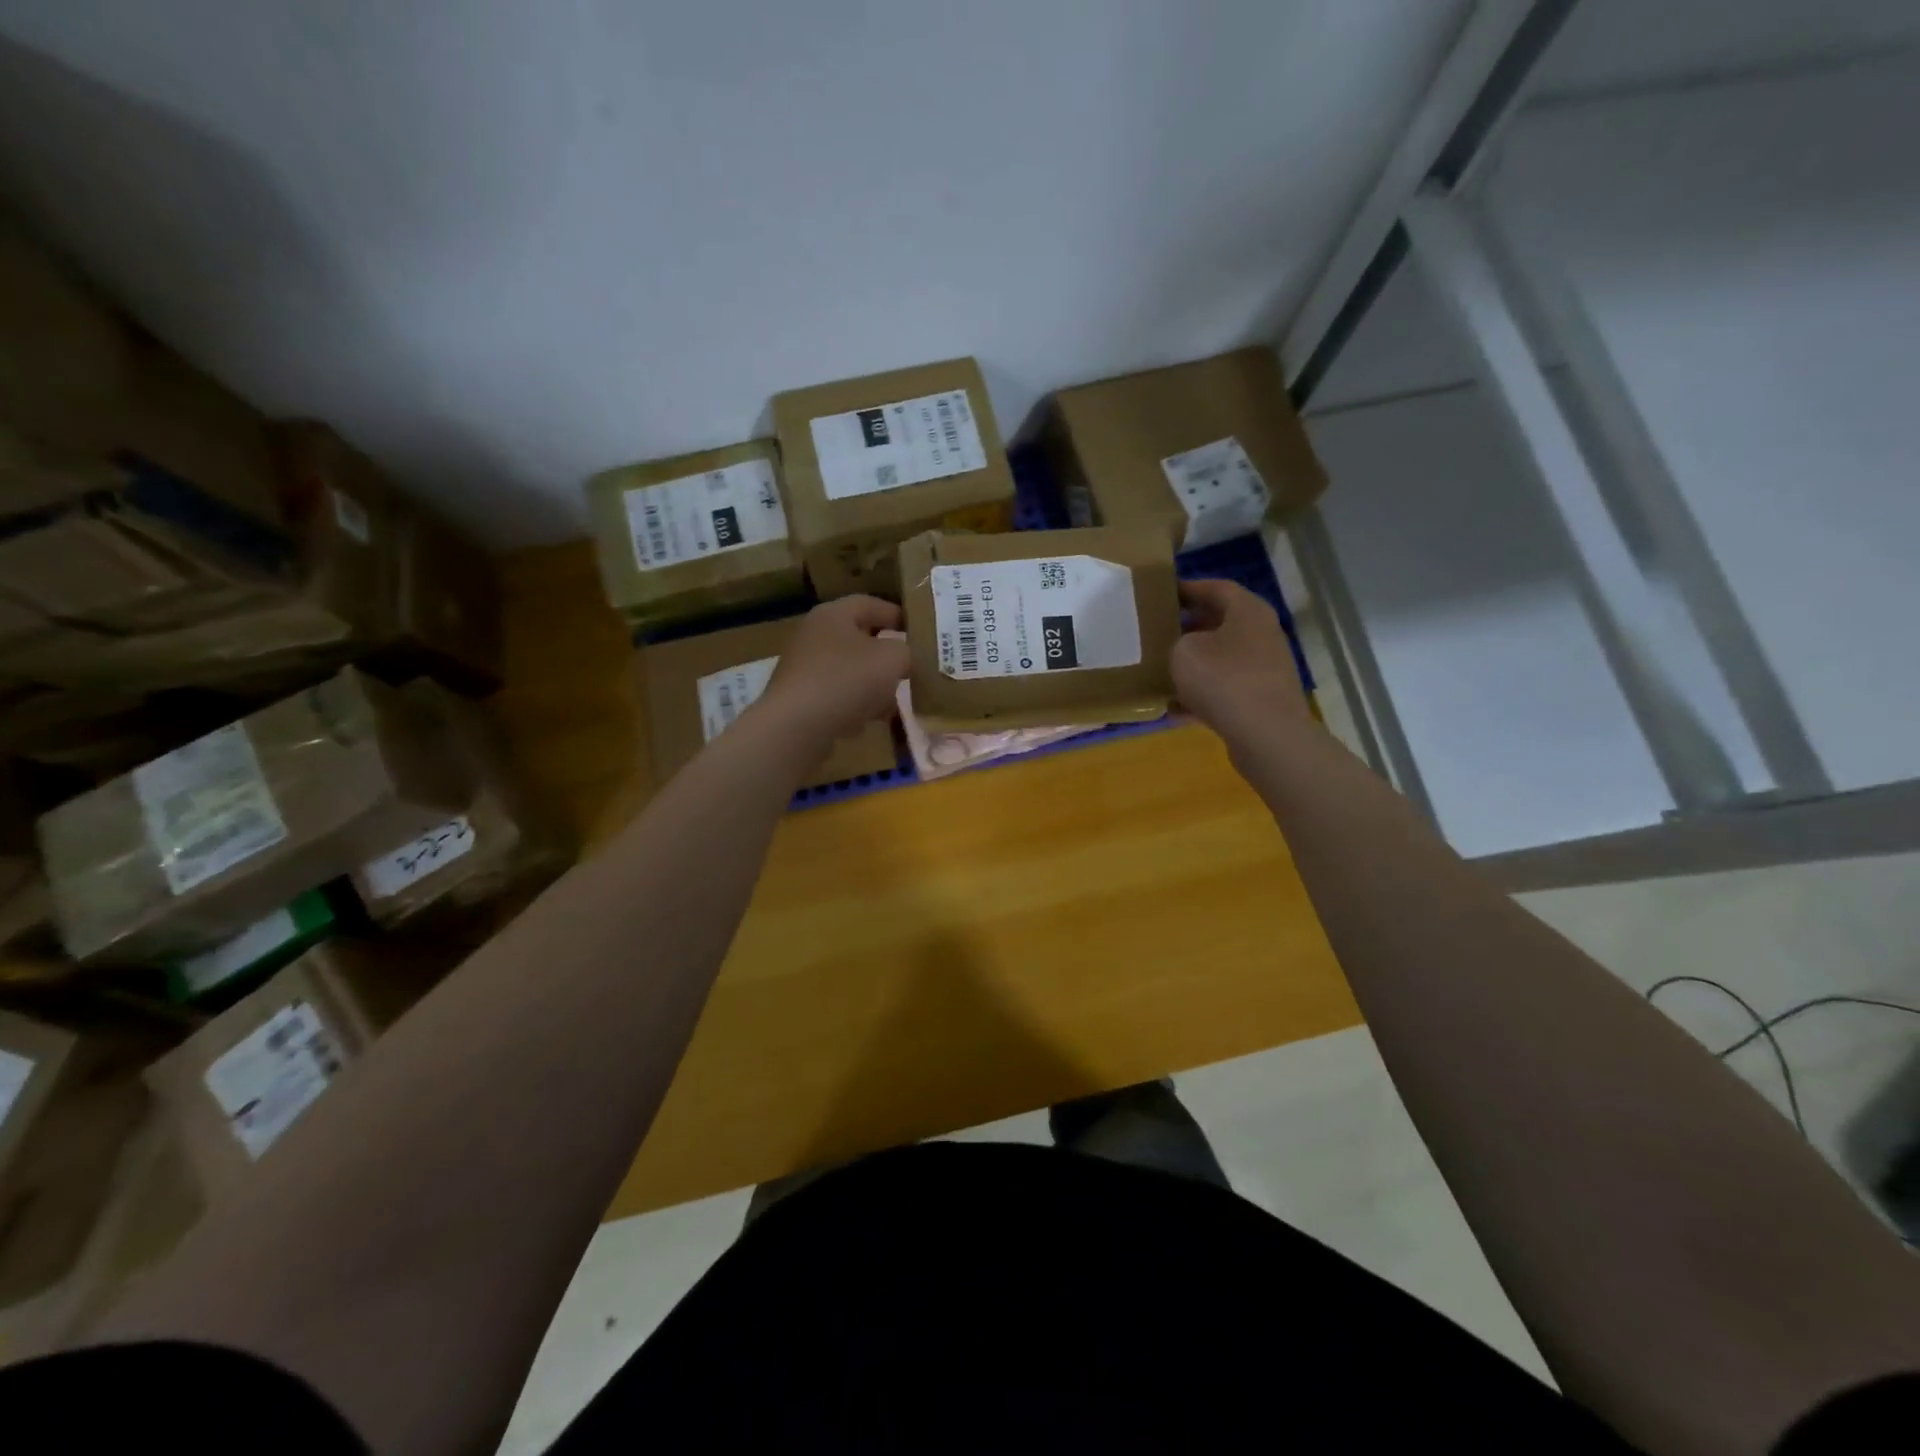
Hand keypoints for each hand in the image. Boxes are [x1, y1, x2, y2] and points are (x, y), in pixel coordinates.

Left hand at [755, 596, 909, 746]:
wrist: (796, 727)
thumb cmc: (846, 680)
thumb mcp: (892, 659)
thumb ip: (907, 652)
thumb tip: (906, 657)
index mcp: (834, 614)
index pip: (871, 604)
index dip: (899, 616)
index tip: (921, 633)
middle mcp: (815, 635)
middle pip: (860, 638)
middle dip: (887, 655)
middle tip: (910, 668)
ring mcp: (804, 667)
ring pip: (850, 670)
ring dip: (873, 684)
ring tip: (893, 701)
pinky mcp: (800, 697)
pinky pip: (836, 694)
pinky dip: (855, 704)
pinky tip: (869, 720)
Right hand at [1170, 579, 1309, 746]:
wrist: (1266, 735)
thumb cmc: (1223, 680)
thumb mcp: (1184, 651)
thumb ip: (1177, 642)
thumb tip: (1182, 649)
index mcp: (1248, 612)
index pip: (1216, 588)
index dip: (1188, 588)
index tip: (1162, 594)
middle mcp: (1262, 634)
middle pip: (1220, 623)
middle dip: (1188, 628)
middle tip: (1157, 632)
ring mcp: (1265, 669)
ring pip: (1221, 659)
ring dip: (1194, 664)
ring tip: (1160, 671)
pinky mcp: (1261, 699)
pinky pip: (1225, 690)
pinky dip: (1201, 696)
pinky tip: (1174, 709)